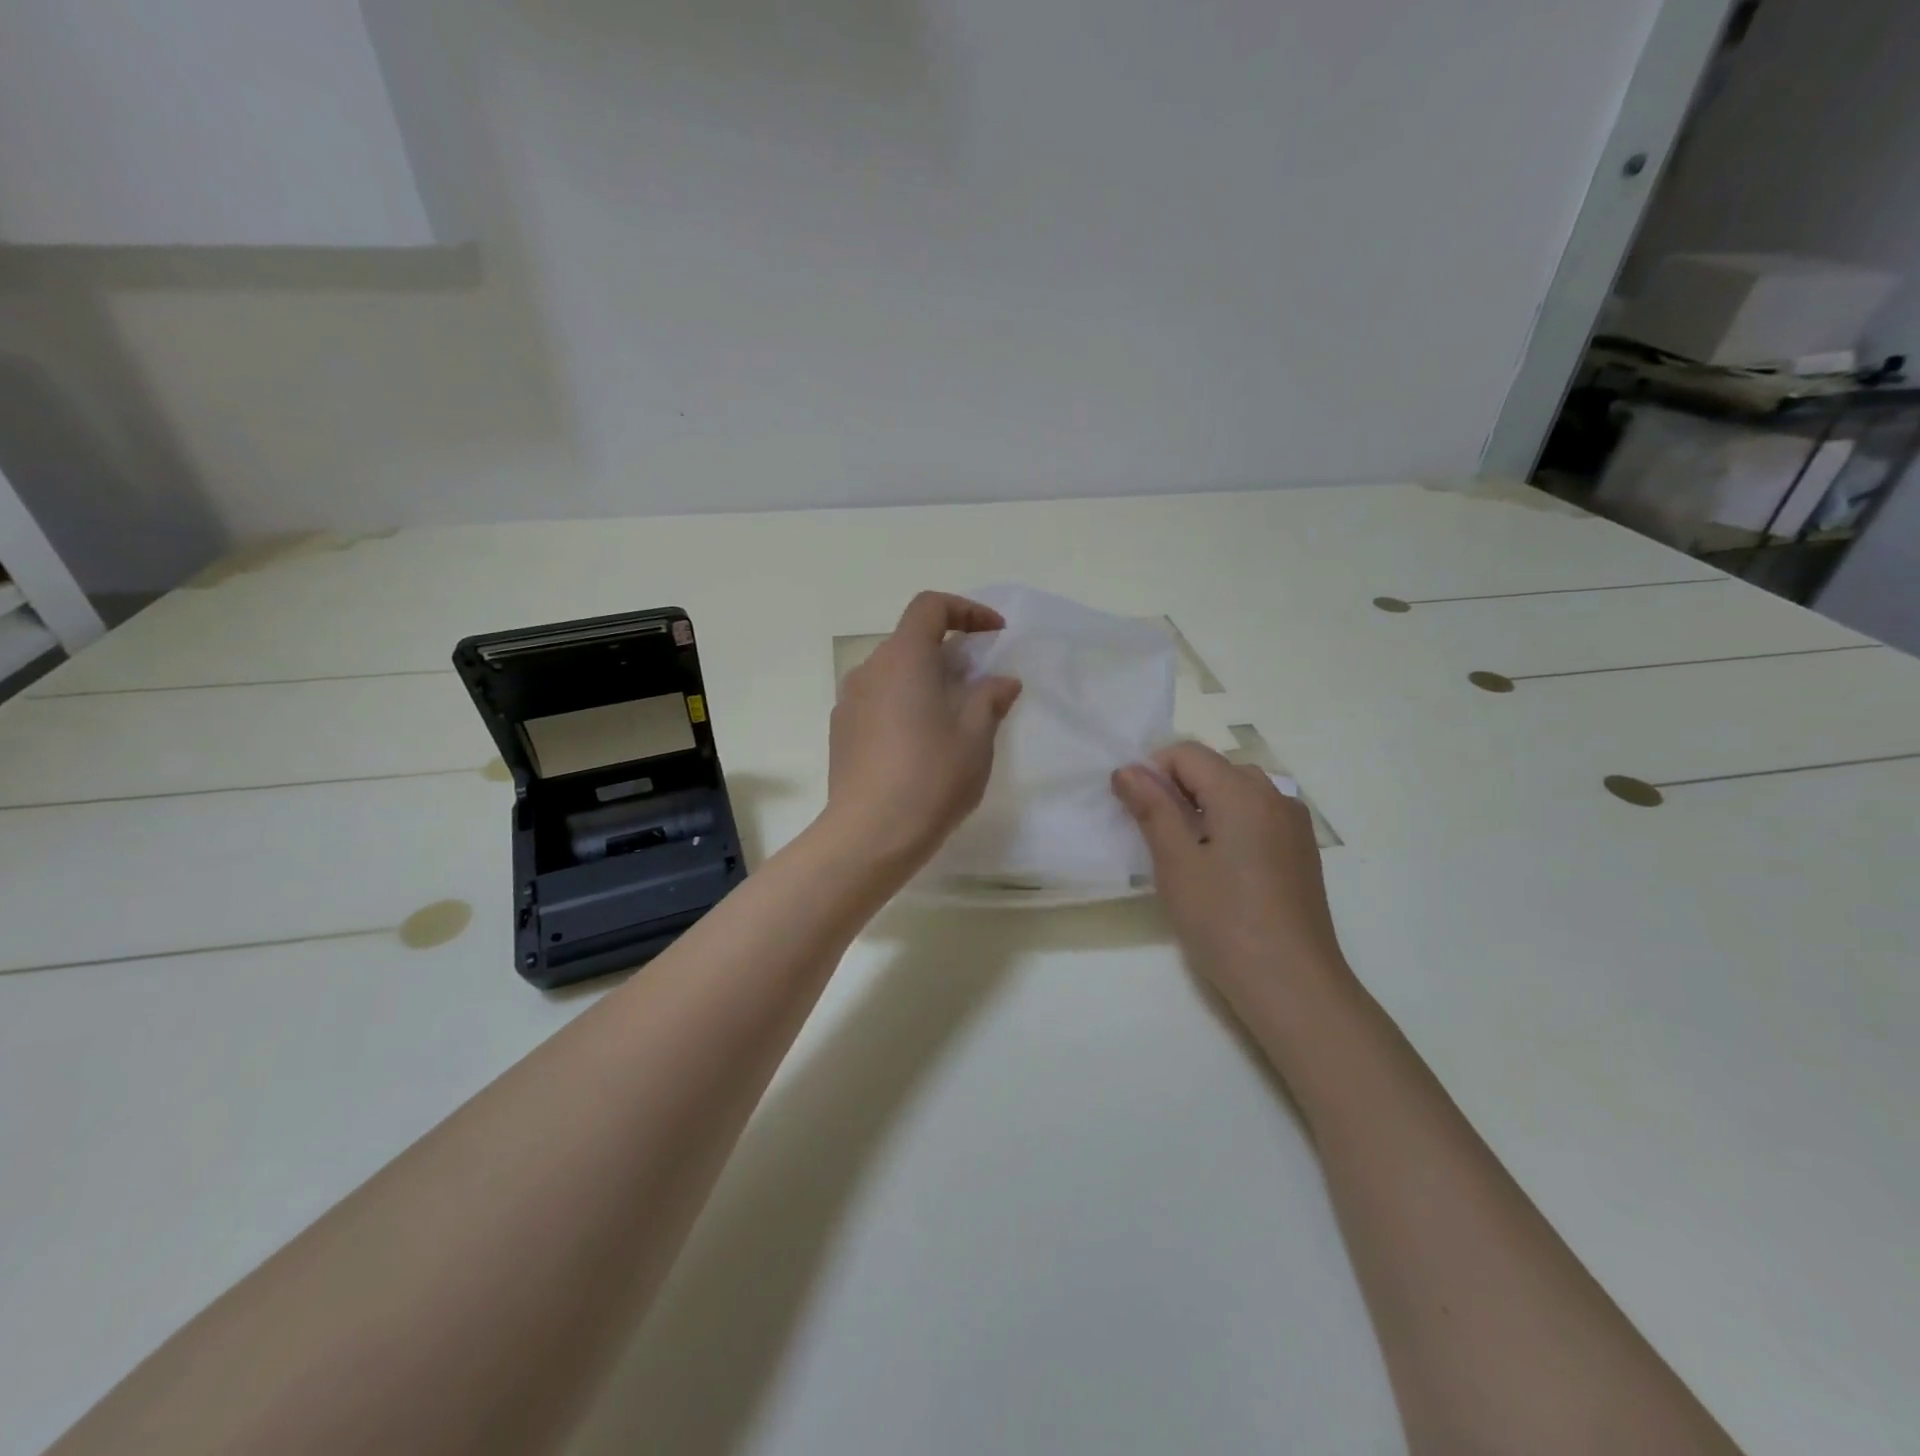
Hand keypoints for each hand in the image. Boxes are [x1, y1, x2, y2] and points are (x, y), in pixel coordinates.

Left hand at [826, 592, 1022, 873]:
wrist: (870, 834)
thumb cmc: (931, 776)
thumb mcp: (976, 736)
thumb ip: (990, 698)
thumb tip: (1001, 682)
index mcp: (903, 658)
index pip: (930, 607)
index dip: (967, 610)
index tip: (995, 634)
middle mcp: (869, 670)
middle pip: (911, 641)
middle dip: (950, 652)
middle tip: (981, 684)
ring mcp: (849, 702)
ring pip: (893, 674)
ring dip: (926, 682)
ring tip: (954, 718)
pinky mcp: (841, 732)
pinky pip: (878, 702)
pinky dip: (904, 705)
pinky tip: (922, 744)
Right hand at [1112, 742, 1350, 1013]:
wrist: (1292, 985)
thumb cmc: (1223, 922)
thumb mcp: (1176, 862)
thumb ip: (1152, 808)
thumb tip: (1128, 769)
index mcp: (1242, 792)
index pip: (1187, 753)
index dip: (1152, 771)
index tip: (1134, 810)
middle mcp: (1274, 796)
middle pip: (1214, 767)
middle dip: (1177, 787)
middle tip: (1155, 834)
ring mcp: (1294, 824)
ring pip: (1237, 790)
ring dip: (1204, 804)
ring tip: (1187, 851)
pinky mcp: (1301, 850)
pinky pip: (1258, 815)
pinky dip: (1230, 822)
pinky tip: (1221, 866)